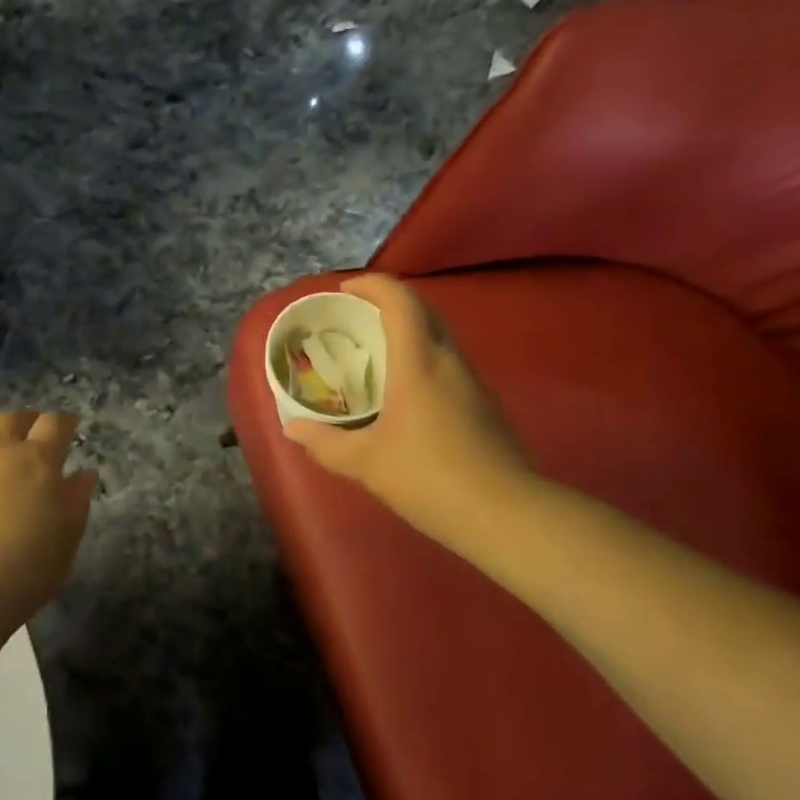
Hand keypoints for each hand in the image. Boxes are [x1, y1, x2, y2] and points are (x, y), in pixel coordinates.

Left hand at [0, 409, 96, 621]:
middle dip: (27, 420)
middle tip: (32, 434)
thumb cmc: (23, 571)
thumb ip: (76, 501)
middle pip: (14, 416)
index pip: (54, 423)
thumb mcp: (66, 540)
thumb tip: (83, 473)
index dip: (64, 421)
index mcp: (37, 460)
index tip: (69, 426)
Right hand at [283, 275, 536, 551]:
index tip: (345, 291)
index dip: (372, 285)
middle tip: (356, 318)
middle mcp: (449, 362)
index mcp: (418, 363)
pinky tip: (405, 394)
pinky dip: (422, 360)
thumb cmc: (428, 477)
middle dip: (389, 303)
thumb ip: (325, 443)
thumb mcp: (365, 463)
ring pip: (439, 338)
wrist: (506, 515)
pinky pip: (448, 365)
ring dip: (408, 331)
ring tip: (375, 354)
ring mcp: (472, 383)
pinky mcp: (484, 406)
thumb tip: (293, 428)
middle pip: (423, 310)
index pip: (400, 301)